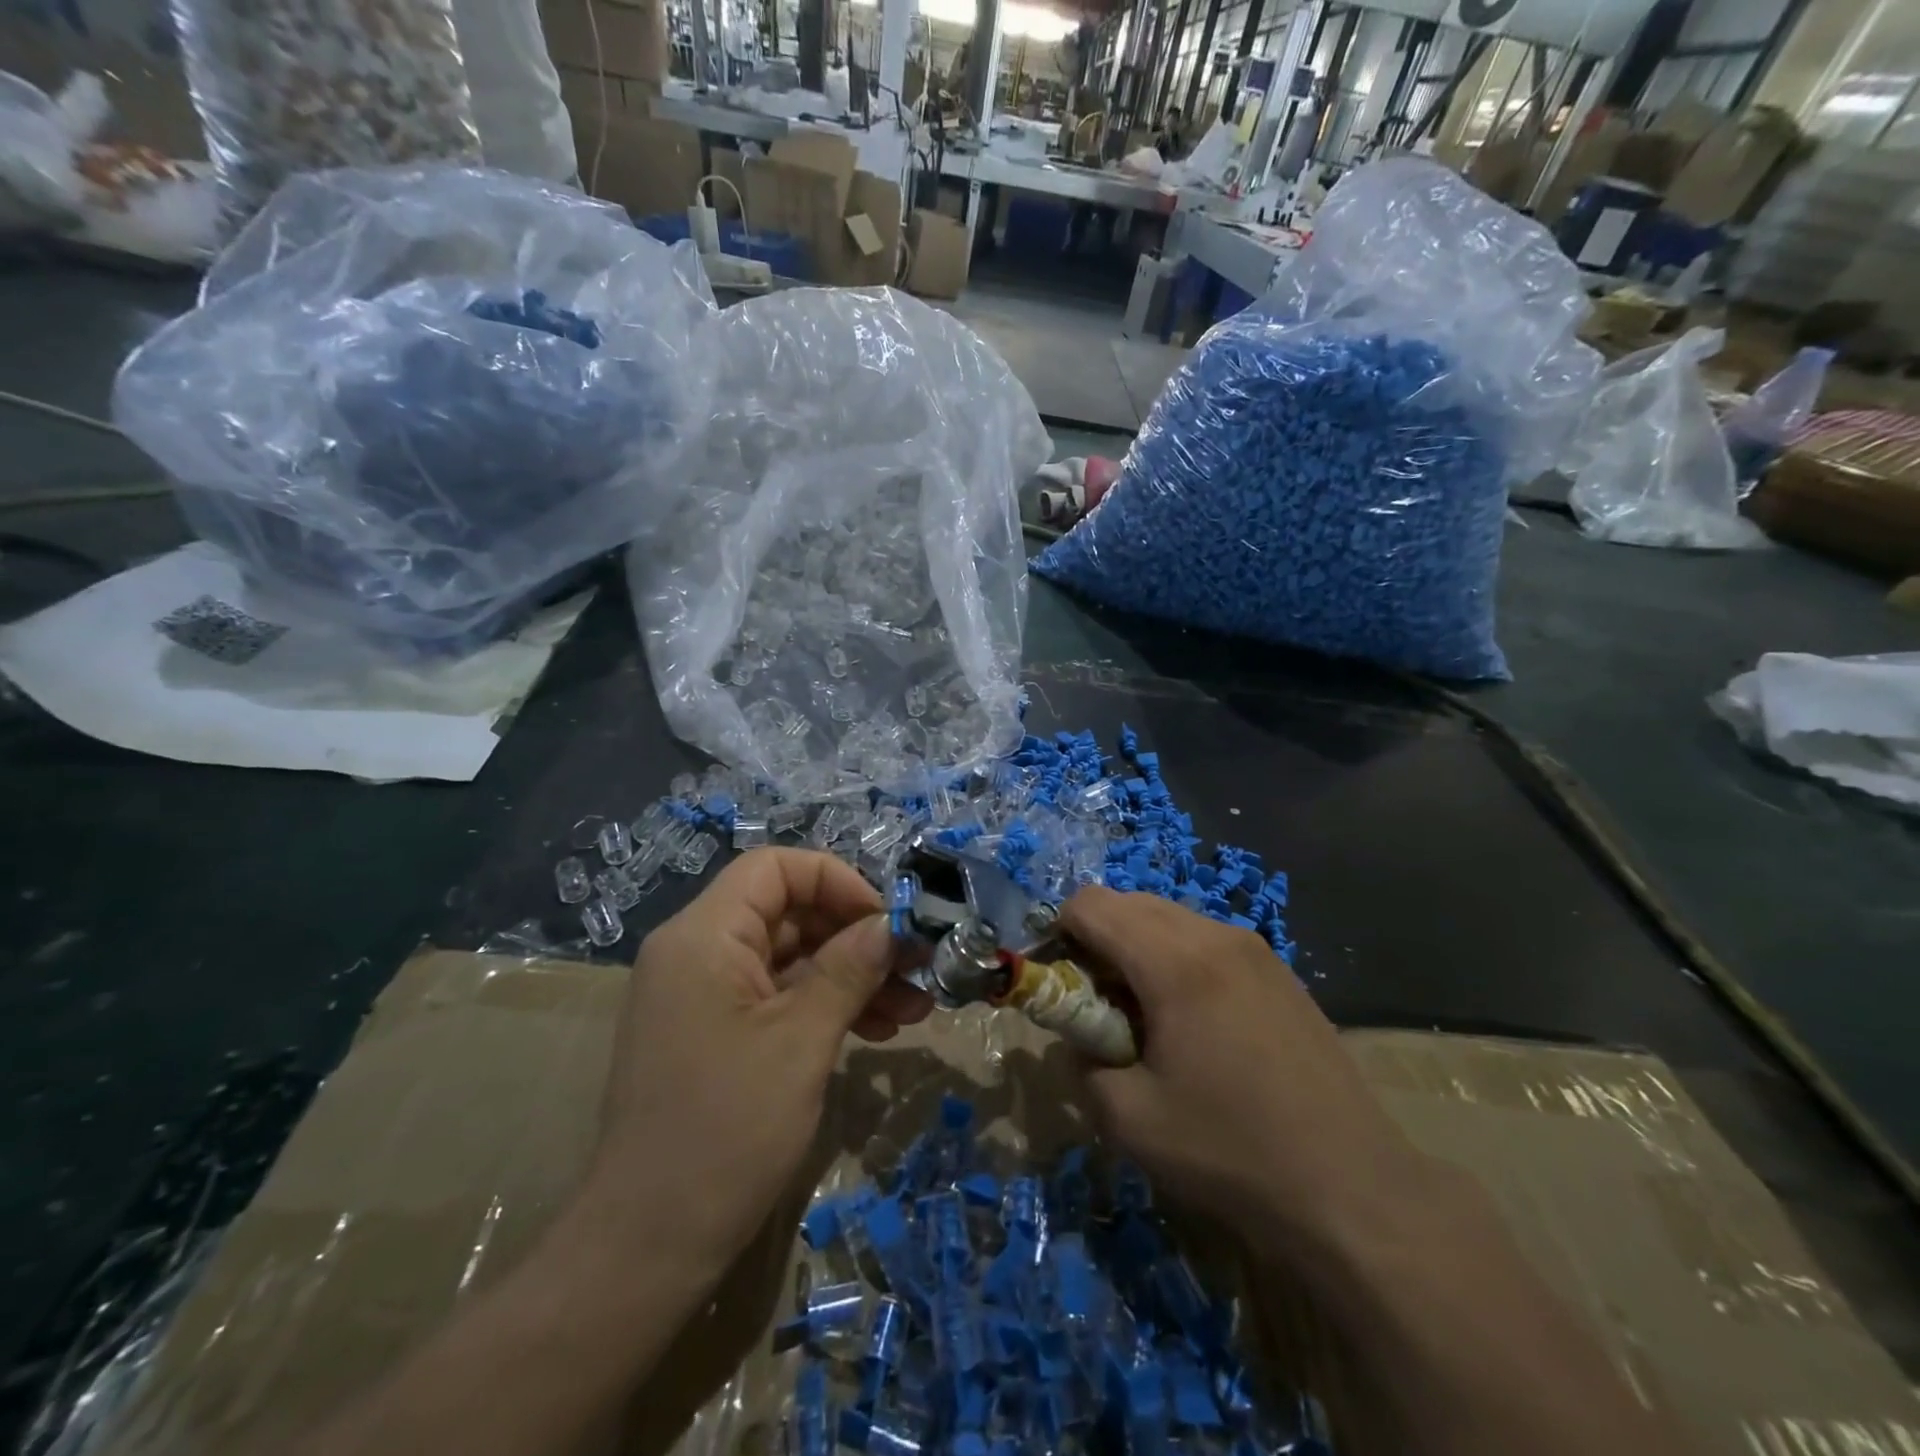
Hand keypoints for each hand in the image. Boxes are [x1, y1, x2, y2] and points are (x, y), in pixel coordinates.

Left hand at [584, 849, 932, 1274]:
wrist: (645, 1249)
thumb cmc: (725, 1132)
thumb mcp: (801, 1041)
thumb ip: (849, 969)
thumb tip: (892, 925)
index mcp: (703, 936)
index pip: (775, 867)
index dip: (836, 881)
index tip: (885, 922)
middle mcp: (698, 952)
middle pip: (788, 912)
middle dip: (856, 937)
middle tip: (916, 969)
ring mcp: (705, 995)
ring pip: (791, 958)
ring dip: (852, 976)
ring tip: (914, 1009)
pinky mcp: (715, 1033)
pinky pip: (778, 997)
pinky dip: (825, 1006)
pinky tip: (877, 1031)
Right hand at [1060, 886, 1425, 1247]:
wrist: (1352, 1189)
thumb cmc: (1231, 1151)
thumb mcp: (1129, 1120)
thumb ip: (1081, 1063)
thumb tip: (1077, 1037)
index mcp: (1175, 961)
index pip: (1091, 904)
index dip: (1060, 934)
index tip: (1062, 985)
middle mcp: (1215, 936)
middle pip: (1128, 902)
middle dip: (1098, 940)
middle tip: (1102, 1006)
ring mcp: (1254, 949)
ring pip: (1169, 918)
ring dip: (1139, 949)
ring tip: (1150, 1018)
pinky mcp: (1278, 970)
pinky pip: (1206, 940)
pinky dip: (1178, 959)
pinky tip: (1197, 1024)